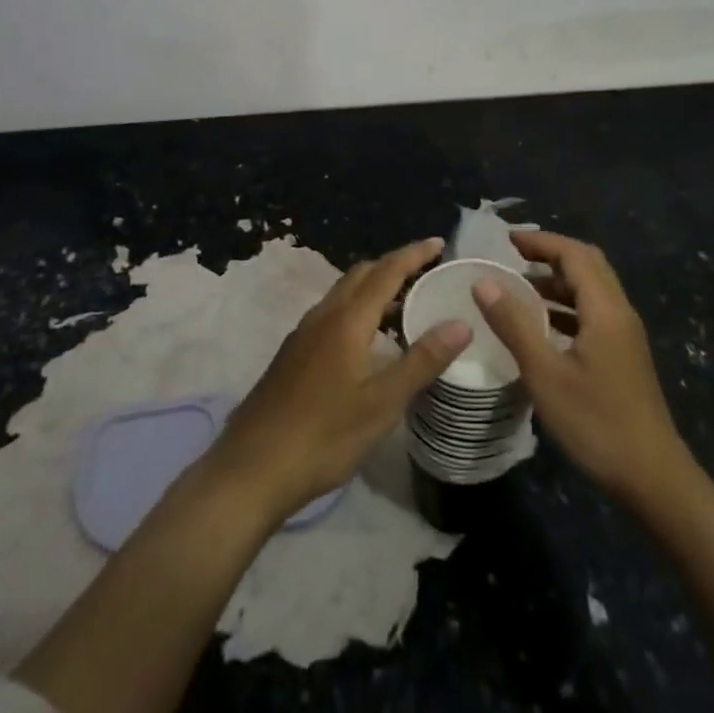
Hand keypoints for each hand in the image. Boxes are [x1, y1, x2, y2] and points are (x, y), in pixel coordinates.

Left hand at [206, 238, 472, 523]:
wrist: (251, 469)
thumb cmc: (323, 435)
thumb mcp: (382, 403)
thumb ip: (422, 361)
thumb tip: (462, 323)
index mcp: (347, 319)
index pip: (387, 271)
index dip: (414, 254)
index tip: (440, 243)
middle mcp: (323, 315)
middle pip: (362, 275)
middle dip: (394, 266)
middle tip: (427, 274)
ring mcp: (304, 334)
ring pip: (344, 294)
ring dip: (375, 290)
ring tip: (405, 308)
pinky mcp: (293, 354)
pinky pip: (333, 314)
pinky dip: (358, 311)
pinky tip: (369, 343)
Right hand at [474, 230, 690, 506]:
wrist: (653, 479)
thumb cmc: (596, 423)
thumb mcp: (545, 374)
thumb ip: (514, 324)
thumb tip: (484, 282)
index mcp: (605, 309)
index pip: (574, 254)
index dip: (541, 241)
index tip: (506, 240)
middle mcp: (620, 313)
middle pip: (587, 265)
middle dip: (550, 255)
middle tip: (513, 258)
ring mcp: (625, 336)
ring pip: (591, 291)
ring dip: (557, 282)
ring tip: (518, 289)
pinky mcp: (624, 356)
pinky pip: (592, 314)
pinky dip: (566, 307)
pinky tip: (541, 328)